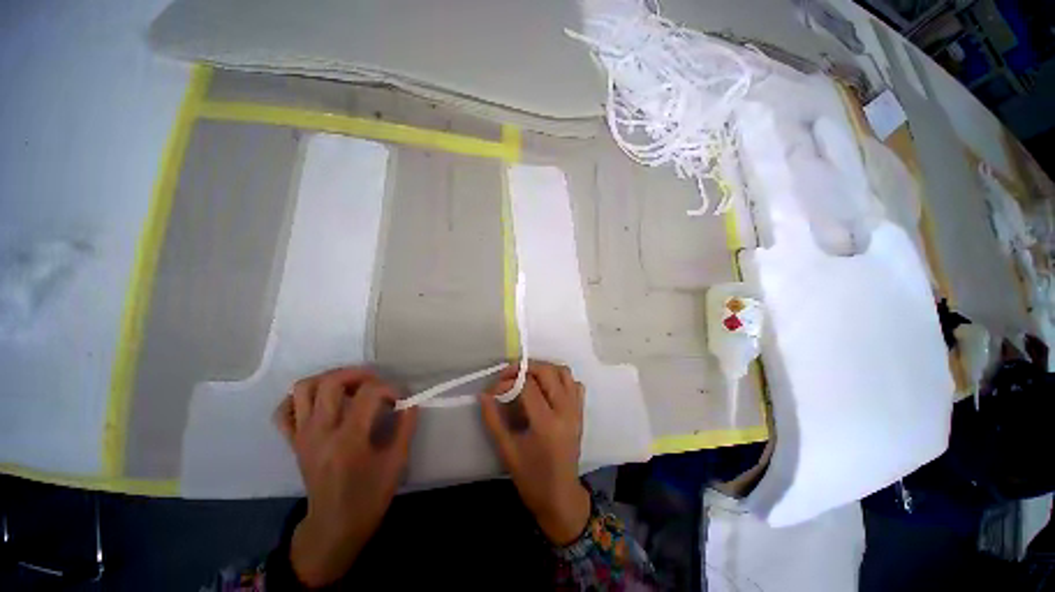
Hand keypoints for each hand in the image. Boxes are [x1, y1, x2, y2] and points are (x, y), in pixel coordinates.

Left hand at [273, 367, 417, 587]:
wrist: (333, 526)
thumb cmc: (369, 496)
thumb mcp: (396, 462)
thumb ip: (405, 426)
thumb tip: (410, 401)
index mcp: (348, 440)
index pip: (368, 394)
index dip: (389, 388)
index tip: (400, 399)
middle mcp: (319, 432)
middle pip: (331, 382)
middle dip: (359, 374)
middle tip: (375, 384)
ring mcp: (301, 436)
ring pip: (303, 388)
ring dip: (329, 379)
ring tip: (350, 386)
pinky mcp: (293, 441)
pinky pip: (284, 410)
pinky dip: (300, 398)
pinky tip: (321, 402)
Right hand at [479, 361, 590, 545]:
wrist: (561, 497)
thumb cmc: (531, 478)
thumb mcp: (507, 450)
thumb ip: (493, 419)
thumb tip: (483, 394)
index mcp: (547, 423)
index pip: (527, 386)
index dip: (508, 381)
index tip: (493, 389)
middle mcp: (565, 411)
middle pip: (547, 371)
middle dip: (525, 367)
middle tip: (509, 375)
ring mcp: (576, 410)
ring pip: (563, 372)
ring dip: (543, 369)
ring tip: (526, 377)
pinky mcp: (580, 412)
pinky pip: (574, 384)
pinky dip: (560, 378)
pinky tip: (546, 388)